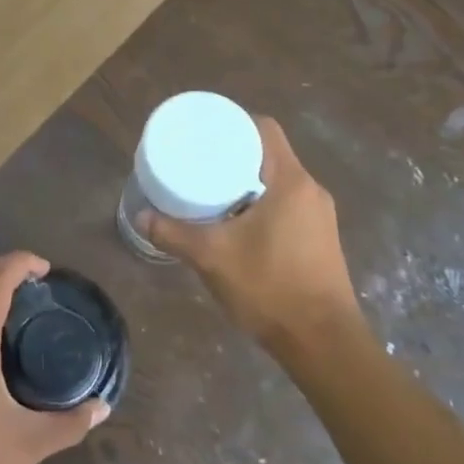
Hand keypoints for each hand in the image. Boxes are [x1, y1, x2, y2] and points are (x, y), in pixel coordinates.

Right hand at [141, 116, 366, 352]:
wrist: (322, 342)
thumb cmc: (270, 288)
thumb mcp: (212, 257)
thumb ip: (174, 233)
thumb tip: (141, 217)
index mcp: (290, 182)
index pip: (264, 129)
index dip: (234, 122)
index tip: (204, 131)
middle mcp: (310, 191)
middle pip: (270, 154)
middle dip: (234, 153)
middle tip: (198, 160)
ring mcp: (319, 216)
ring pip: (278, 182)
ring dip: (247, 181)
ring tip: (210, 189)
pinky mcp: (319, 238)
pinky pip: (286, 204)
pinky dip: (260, 202)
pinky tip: (235, 221)